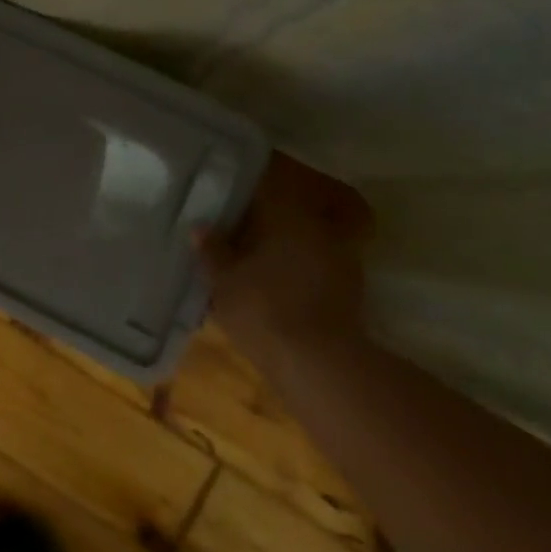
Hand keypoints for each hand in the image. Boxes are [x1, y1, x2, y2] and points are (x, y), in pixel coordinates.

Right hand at [194, 153, 371, 379]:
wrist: (319, 365)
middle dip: (261, 219)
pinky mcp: (349, 290)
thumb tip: (201, 227)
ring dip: (281, 245)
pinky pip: (315, 265)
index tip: (223, 191)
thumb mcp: (222, 280)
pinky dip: (296, 268)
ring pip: (303, 240)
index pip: (265, 186)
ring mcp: (340, 259)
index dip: (243, 188)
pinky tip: (275, 283)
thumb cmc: (262, 309)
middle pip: (286, 213)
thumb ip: (212, 249)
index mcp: (287, 215)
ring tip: (251, 257)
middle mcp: (318, 228)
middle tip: (232, 227)